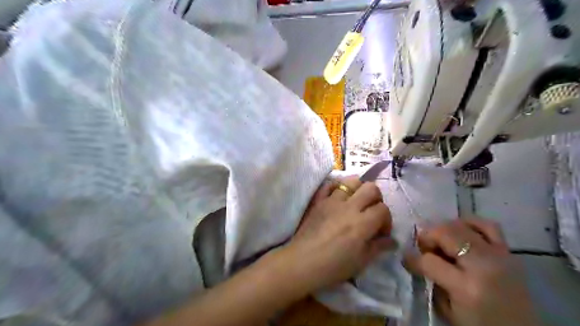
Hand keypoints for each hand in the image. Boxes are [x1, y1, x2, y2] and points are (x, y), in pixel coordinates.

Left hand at [284, 177, 396, 291]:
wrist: (302, 262)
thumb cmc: (333, 267)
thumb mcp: (361, 261)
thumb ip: (378, 247)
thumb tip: (391, 241)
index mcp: (362, 223)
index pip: (383, 209)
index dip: (387, 220)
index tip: (381, 232)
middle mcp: (349, 206)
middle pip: (371, 188)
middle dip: (377, 198)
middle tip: (372, 212)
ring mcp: (331, 200)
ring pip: (351, 181)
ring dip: (358, 189)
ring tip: (356, 201)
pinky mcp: (318, 200)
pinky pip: (328, 185)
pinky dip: (336, 187)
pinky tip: (338, 196)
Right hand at [405, 219, 540, 325]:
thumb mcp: (448, 311)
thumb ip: (432, 281)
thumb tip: (418, 259)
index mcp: (466, 287)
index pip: (429, 260)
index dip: (412, 258)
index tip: (406, 258)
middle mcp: (483, 265)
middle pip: (444, 233)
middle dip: (426, 237)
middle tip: (423, 247)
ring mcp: (498, 255)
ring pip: (461, 225)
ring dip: (444, 229)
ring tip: (441, 240)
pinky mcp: (509, 252)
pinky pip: (488, 225)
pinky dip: (470, 223)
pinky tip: (462, 231)